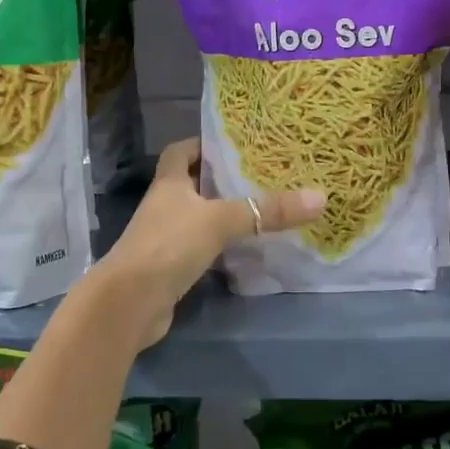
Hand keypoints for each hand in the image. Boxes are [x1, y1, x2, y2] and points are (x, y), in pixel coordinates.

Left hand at [90, 139, 324, 349]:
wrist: (129, 304)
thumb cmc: (169, 246)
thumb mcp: (222, 221)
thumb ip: (268, 211)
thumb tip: (320, 197)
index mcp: (168, 183)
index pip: (179, 152)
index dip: (201, 145)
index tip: (231, 145)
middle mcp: (163, 206)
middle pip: (191, 184)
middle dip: (221, 181)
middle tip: (259, 177)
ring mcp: (164, 239)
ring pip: (197, 218)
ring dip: (221, 215)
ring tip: (260, 211)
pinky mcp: (169, 268)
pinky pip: (199, 249)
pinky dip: (219, 248)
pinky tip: (244, 251)